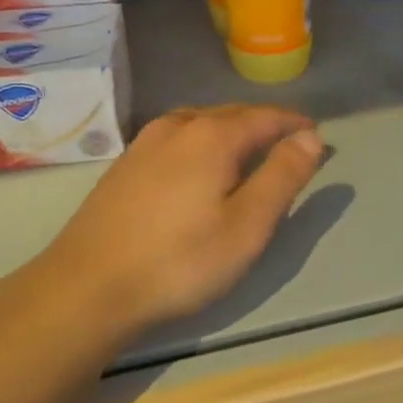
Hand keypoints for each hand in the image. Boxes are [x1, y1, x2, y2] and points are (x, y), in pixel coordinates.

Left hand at [40, 105, 324, 331]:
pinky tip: (198, 168)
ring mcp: (146, 142)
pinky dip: (202, 143)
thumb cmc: (179, 260)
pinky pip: (177, 138)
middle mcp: (179, 125)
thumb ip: (282, 176)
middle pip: (233, 115)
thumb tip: (311, 136)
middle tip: (288, 146)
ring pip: (201, 123)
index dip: (294, 124)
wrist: (86, 287)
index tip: (316, 136)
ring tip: (248, 154)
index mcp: (213, 134)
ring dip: (231, 132)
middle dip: (265, 126)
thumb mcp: (247, 226)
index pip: (266, 116)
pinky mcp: (125, 163)